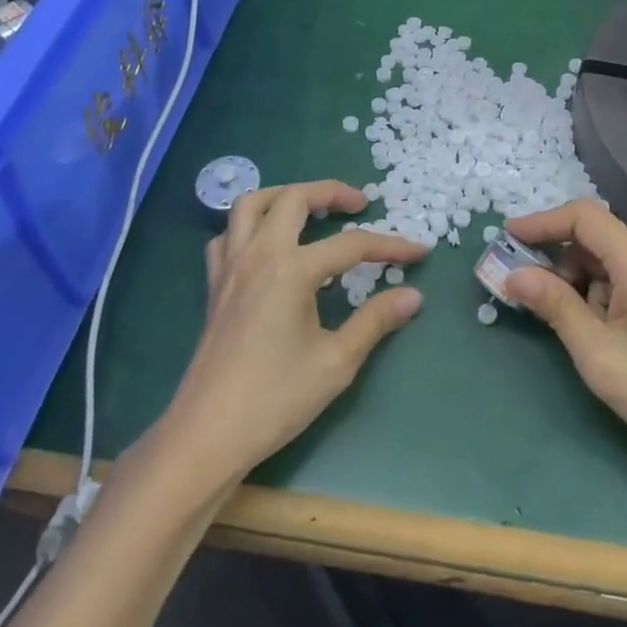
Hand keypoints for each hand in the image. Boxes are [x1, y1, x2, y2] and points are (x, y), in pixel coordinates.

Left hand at [165, 180, 427, 480]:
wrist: (208, 434)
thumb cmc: (275, 399)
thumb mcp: (336, 362)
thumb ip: (375, 321)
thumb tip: (413, 296)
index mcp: (291, 269)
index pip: (351, 245)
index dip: (389, 246)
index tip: (419, 251)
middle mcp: (258, 254)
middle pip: (294, 199)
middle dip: (331, 192)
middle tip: (360, 205)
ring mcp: (230, 267)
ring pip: (251, 205)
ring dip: (284, 196)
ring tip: (311, 209)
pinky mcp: (214, 285)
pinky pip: (227, 235)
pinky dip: (249, 226)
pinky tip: (267, 245)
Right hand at [503, 201, 626, 468]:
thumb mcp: (598, 353)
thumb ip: (555, 306)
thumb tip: (513, 275)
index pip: (583, 217)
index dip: (542, 222)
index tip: (507, 238)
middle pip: (594, 234)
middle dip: (554, 254)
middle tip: (522, 285)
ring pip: (606, 256)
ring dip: (575, 276)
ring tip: (556, 315)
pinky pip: (622, 274)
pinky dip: (596, 289)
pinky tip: (589, 324)